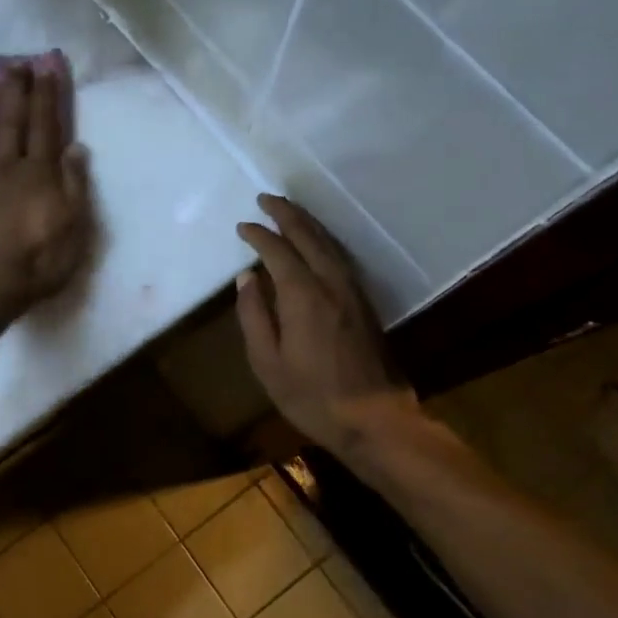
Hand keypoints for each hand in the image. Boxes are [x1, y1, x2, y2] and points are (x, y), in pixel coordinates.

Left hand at [0, 67, 92, 324]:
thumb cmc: (38, 260)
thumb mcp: (75, 226)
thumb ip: (75, 185)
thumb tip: (75, 147)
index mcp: (38, 173)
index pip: (45, 127)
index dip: (46, 98)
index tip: (45, 70)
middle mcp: (6, 167)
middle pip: (11, 123)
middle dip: (14, 93)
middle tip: (14, 65)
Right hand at [235, 194, 412, 451]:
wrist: (374, 419)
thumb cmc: (311, 396)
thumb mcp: (267, 362)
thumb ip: (254, 316)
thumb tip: (247, 278)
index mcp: (303, 296)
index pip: (278, 252)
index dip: (259, 235)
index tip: (243, 226)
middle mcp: (331, 284)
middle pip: (309, 237)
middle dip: (286, 214)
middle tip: (266, 198)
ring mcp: (353, 292)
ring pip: (330, 244)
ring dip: (308, 223)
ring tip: (289, 210)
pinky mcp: (365, 303)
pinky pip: (342, 257)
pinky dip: (325, 240)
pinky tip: (318, 242)